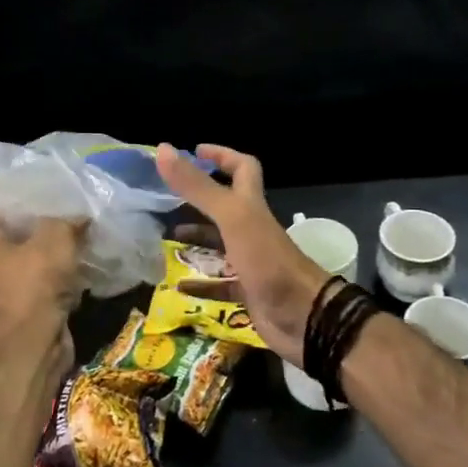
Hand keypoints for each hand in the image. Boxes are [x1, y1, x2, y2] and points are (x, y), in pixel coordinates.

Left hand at [0, 216, 81, 375]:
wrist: (35, 343)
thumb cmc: (33, 282)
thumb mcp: (54, 238)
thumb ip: (65, 220)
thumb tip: (79, 216)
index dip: (10, 201)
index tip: (35, 195)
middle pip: (10, 236)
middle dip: (35, 226)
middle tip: (60, 212)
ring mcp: (0, 289)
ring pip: (26, 260)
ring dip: (47, 253)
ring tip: (74, 235)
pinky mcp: (20, 308)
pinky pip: (39, 282)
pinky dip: (55, 276)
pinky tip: (77, 264)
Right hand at [155, 144, 329, 366]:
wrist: (304, 317)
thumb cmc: (267, 260)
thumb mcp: (231, 217)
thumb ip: (198, 186)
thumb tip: (163, 149)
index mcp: (251, 205)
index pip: (242, 168)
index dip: (221, 155)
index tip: (193, 151)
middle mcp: (252, 228)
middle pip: (225, 206)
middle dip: (198, 200)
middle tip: (167, 199)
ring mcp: (251, 261)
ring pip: (219, 244)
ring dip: (196, 240)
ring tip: (165, 239)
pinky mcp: (248, 291)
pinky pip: (219, 285)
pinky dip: (199, 284)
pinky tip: (178, 285)